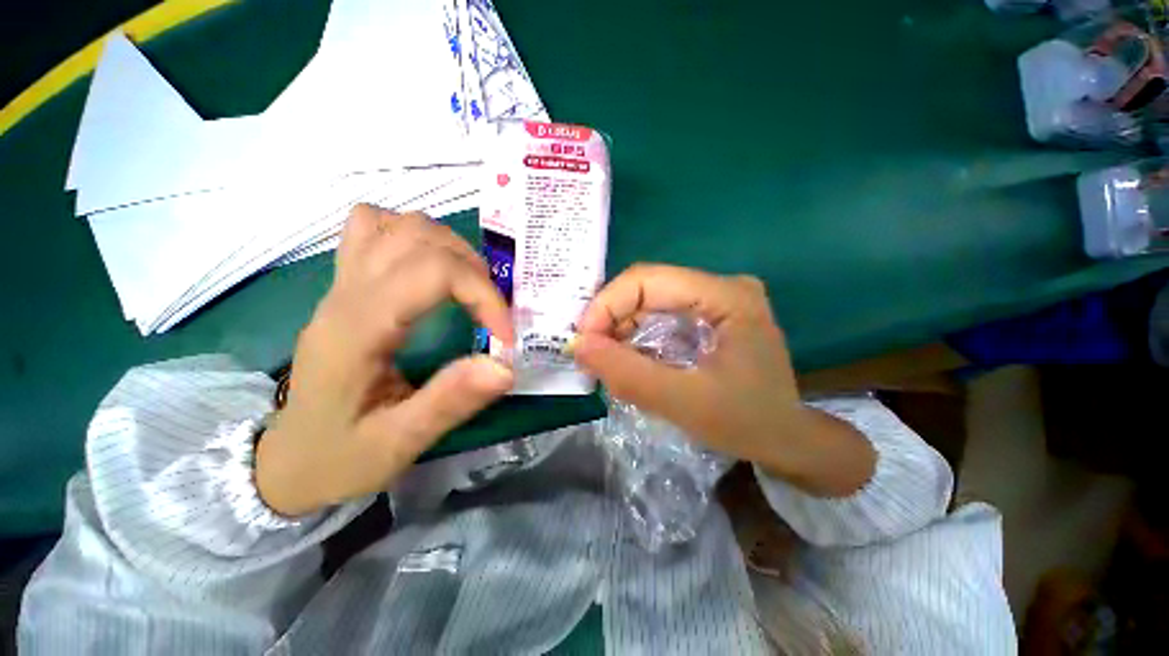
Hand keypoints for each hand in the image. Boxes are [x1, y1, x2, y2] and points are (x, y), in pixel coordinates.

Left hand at [256, 205, 514, 516]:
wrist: (287, 459)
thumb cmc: (340, 456)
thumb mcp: (398, 445)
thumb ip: (450, 402)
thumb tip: (505, 366)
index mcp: (357, 330)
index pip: (431, 274)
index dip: (481, 295)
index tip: (505, 336)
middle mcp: (346, 295)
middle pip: (418, 238)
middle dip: (472, 270)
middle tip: (492, 312)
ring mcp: (341, 284)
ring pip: (399, 225)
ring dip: (449, 249)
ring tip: (470, 289)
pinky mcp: (345, 285)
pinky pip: (374, 229)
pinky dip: (413, 237)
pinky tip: (429, 269)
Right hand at [573, 264, 873, 496]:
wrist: (786, 438)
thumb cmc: (745, 423)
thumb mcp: (682, 403)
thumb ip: (628, 374)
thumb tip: (578, 346)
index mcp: (726, 296)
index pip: (648, 279)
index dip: (607, 304)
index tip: (583, 341)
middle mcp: (722, 286)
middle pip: (647, 286)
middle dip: (610, 317)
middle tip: (589, 352)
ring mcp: (717, 298)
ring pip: (650, 299)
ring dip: (620, 326)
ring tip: (604, 358)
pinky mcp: (709, 313)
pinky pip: (660, 313)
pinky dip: (636, 333)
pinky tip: (628, 356)